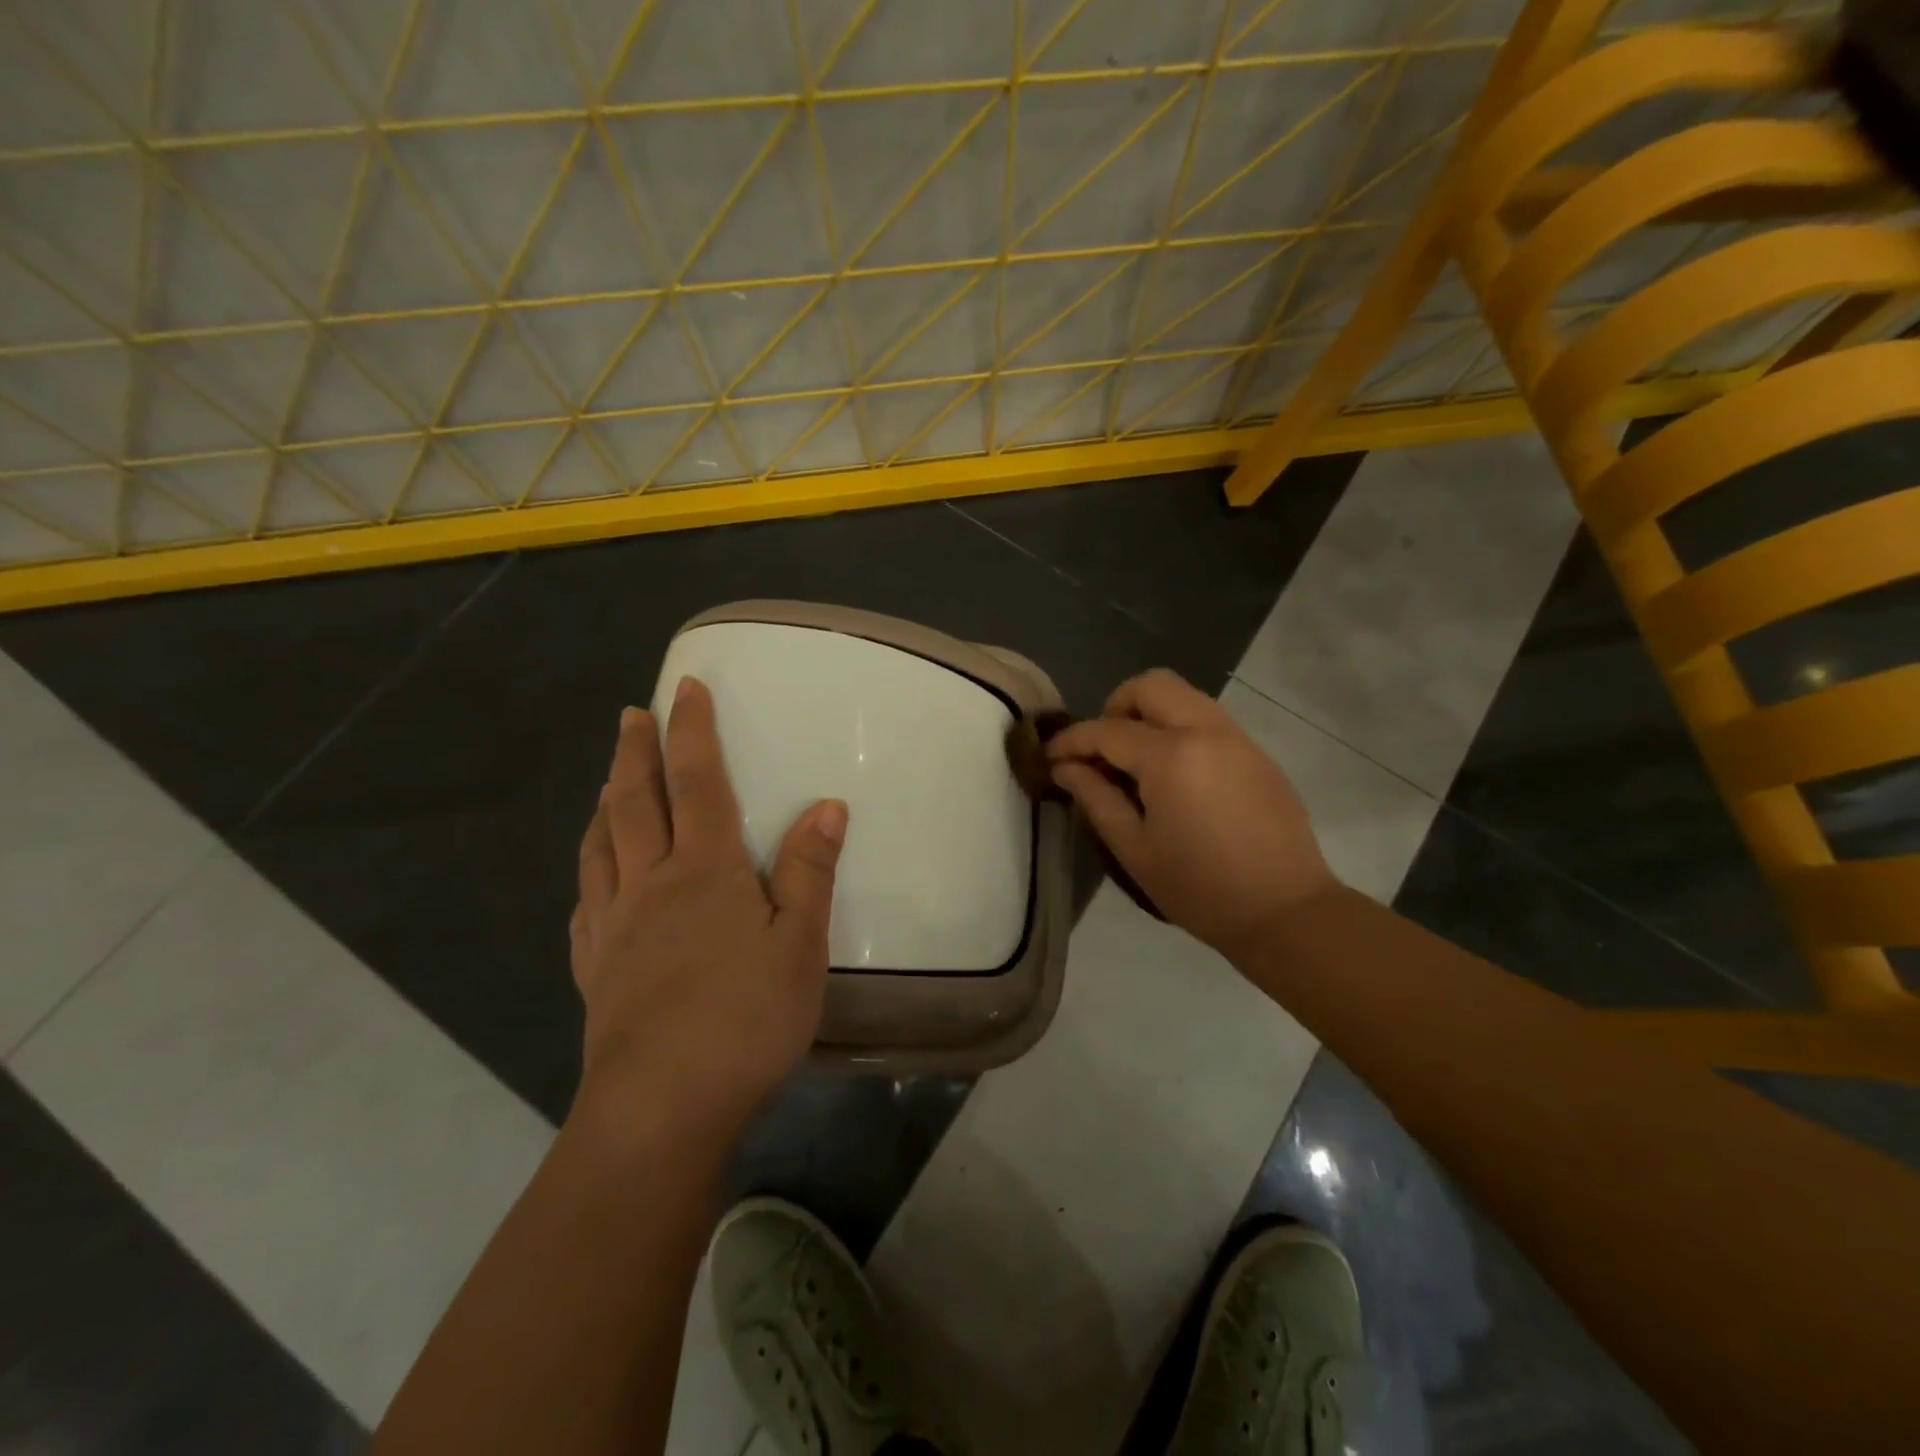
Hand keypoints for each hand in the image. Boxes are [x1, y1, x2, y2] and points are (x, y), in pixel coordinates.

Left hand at [569, 677, 847, 1141]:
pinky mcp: (595, 967)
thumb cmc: (745, 1019)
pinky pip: (587, 900)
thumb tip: (827, 805)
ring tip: (608, 780)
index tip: (686, 688)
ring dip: (605, 802)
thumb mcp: (800, 944)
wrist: (661, 1107)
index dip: (693, 732)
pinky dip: (590, 869)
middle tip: (630, 715)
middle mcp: (650, 883)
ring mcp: (614, 925)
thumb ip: (810, 871)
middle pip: (634, 802)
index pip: (697, 782)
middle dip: (634, 752)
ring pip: (601, 845)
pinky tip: (594, 875)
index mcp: (704, 870)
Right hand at [1047, 669, 1336, 959]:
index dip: (1072, 740)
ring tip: (1134, 761)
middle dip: (1115, 707)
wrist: (1285, 912)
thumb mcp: (1134, 849)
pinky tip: (1173, 775)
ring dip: (1150, 714)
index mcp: (1171, 757)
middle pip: (1152, 685)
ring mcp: (1237, 738)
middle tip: (1102, 749)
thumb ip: (1096, 798)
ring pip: (1184, 696)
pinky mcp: (1257, 754)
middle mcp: (1206, 731)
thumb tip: (1065, 767)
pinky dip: (1179, 729)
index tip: (1050, 756)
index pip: (1107, 730)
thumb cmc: (1199, 888)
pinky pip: (1208, 720)